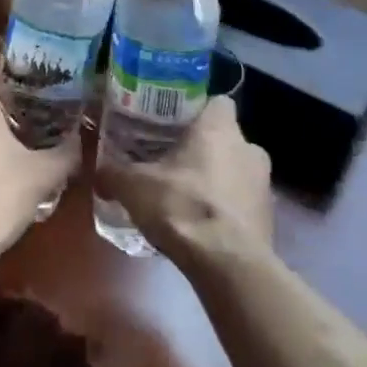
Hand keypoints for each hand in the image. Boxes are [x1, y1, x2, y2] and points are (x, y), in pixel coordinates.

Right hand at [95, 96, 272, 261]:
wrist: (228, 265)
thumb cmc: (183, 206)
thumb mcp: (134, 187)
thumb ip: (113, 174)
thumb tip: (98, 173)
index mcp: (220, 128)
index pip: (216, 102)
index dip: (197, 110)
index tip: (174, 124)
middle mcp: (249, 148)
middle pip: (226, 137)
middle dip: (203, 149)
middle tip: (173, 162)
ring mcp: (264, 185)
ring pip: (236, 170)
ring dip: (217, 180)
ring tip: (186, 197)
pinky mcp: (269, 219)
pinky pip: (243, 203)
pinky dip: (227, 210)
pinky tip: (202, 227)